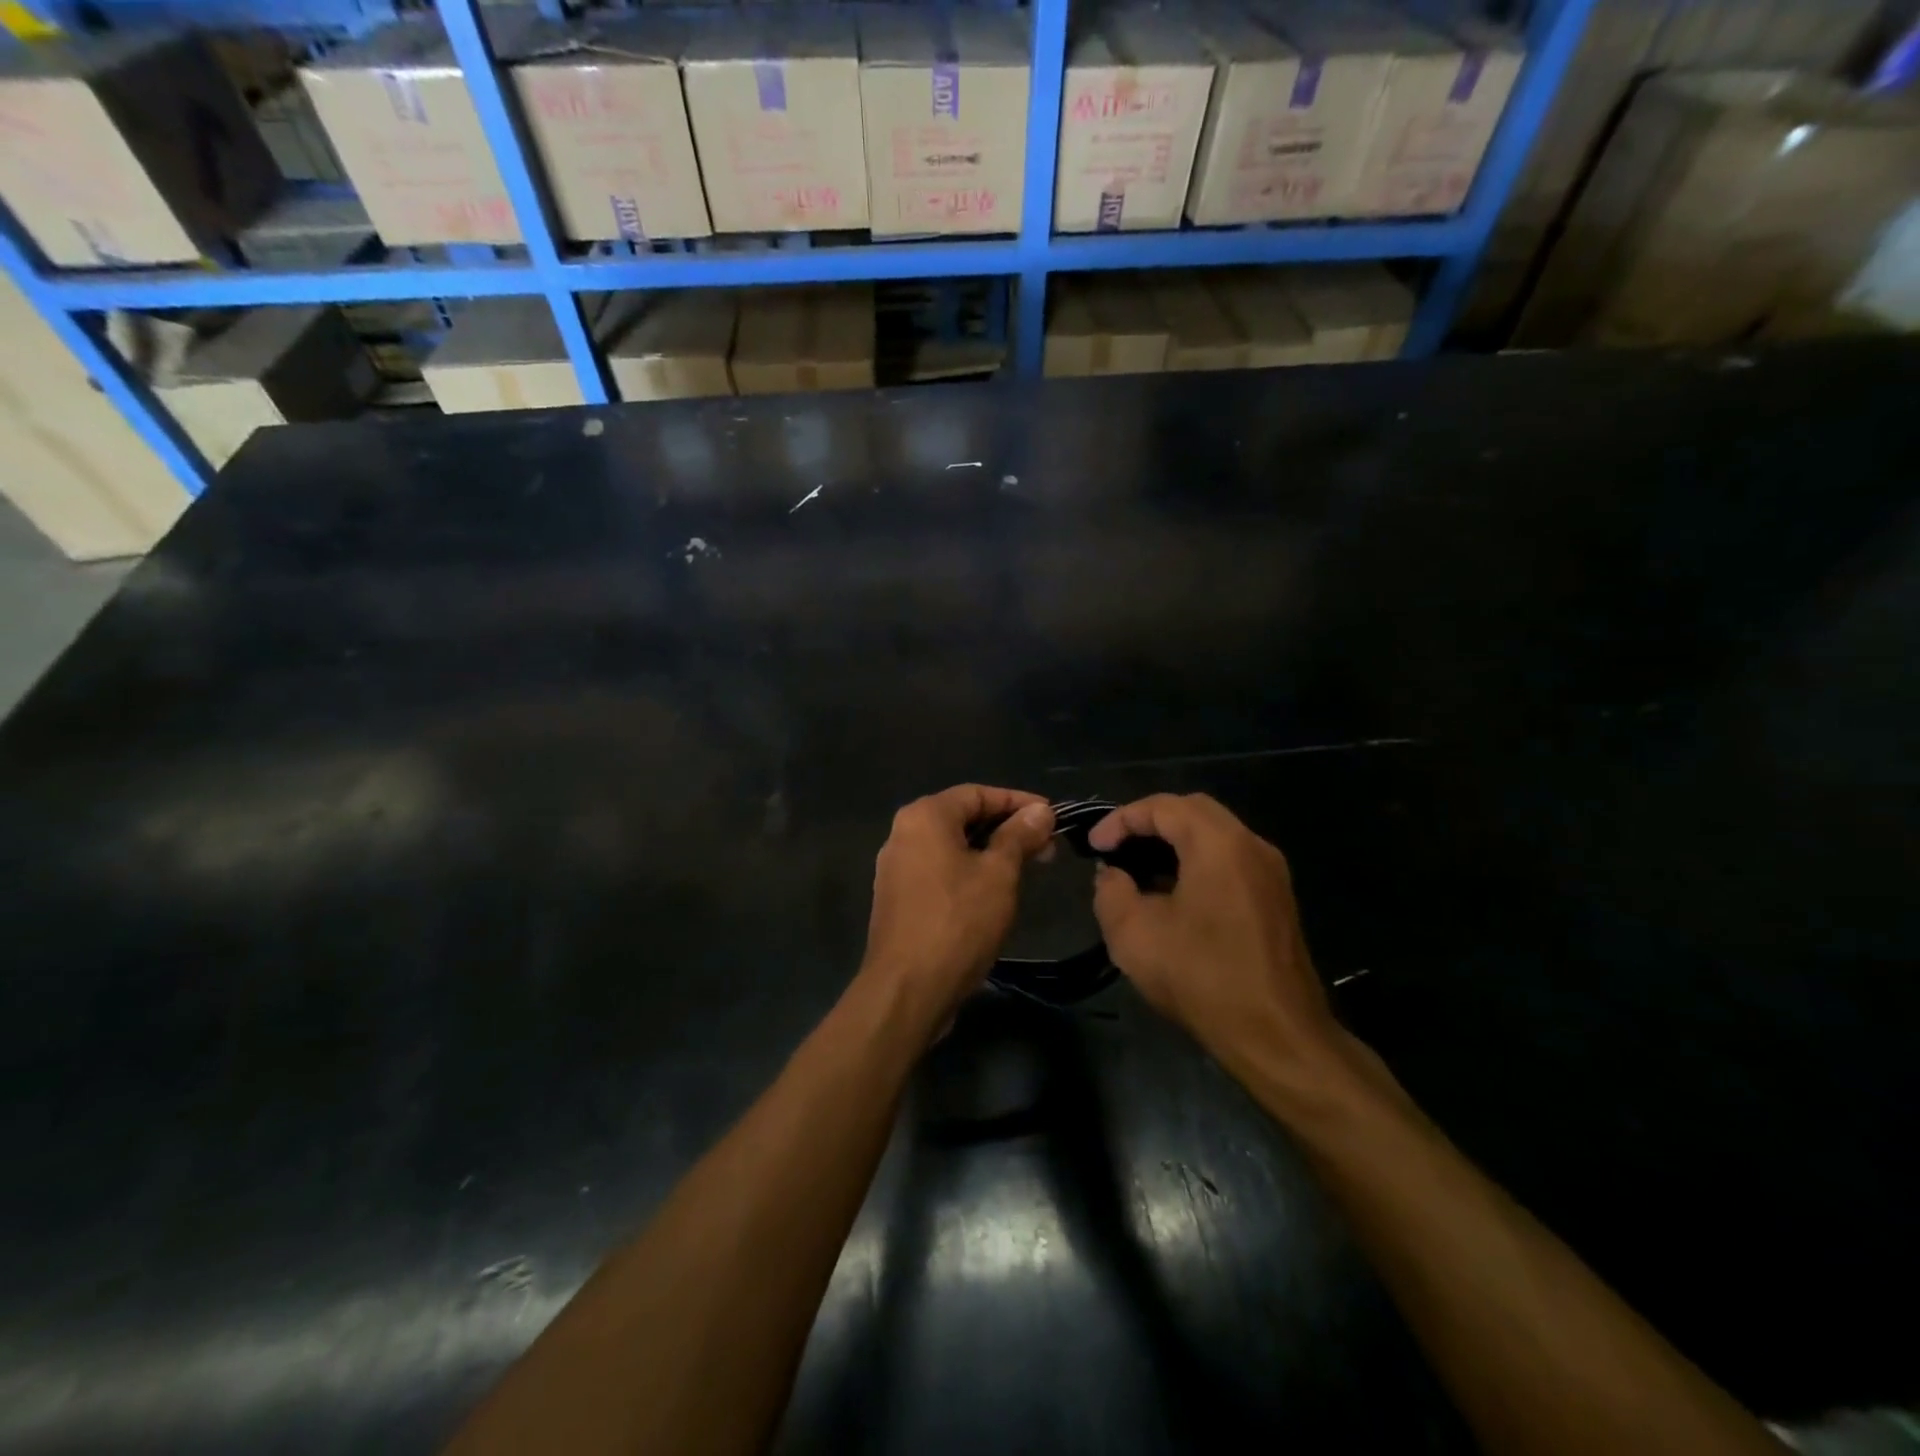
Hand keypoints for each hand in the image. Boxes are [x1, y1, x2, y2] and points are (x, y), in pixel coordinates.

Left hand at [859, 785, 1054, 1027]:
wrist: (908, 989)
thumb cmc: (958, 922)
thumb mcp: (999, 874)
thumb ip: (1019, 836)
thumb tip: (1040, 811)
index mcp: (924, 816)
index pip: (978, 793)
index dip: (1019, 802)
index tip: (1053, 817)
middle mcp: (903, 833)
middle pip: (963, 817)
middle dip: (1008, 829)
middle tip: (1048, 847)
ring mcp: (896, 867)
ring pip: (952, 846)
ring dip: (991, 852)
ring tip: (1029, 868)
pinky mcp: (898, 898)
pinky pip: (940, 870)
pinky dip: (970, 872)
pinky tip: (996, 892)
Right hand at [1090, 794, 1339, 1077]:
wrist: (1278, 1036)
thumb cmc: (1202, 977)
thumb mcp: (1133, 934)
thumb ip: (1111, 891)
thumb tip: (1113, 875)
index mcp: (1219, 844)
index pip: (1162, 806)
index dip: (1121, 819)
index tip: (1094, 846)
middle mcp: (1251, 846)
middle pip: (1193, 811)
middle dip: (1149, 822)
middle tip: (1117, 847)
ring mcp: (1270, 873)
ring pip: (1215, 835)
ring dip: (1174, 843)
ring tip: (1138, 871)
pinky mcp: (1276, 900)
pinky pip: (1230, 861)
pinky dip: (1196, 863)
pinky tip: (1172, 896)